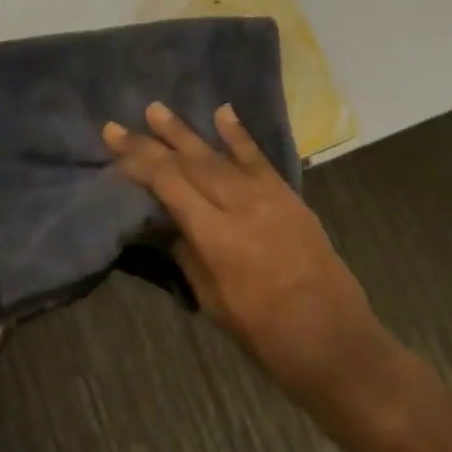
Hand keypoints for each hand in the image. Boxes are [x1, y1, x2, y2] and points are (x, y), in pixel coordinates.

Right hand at [102, 103, 387, 402]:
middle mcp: (241, 206)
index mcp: (218, 237)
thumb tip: (164, 223)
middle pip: (189, 165)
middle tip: (119, 125)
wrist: (336, 343)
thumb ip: (188, 255)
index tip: (114, 147)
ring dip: (186, 131)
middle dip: (152, 142)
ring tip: (156, 109)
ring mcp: (269, 197)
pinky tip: (223, 111)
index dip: (139, 164)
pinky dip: (239, 135)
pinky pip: (259, 159)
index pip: (169, 186)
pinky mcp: (290, 197)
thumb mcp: (214, 302)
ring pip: (219, 156)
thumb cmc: (267, 336)